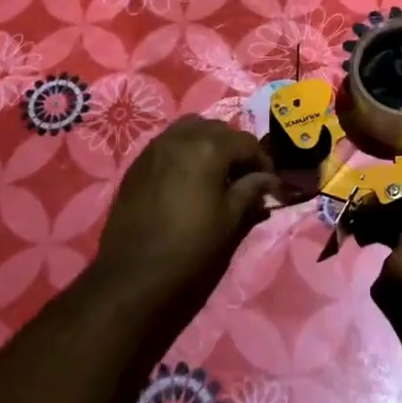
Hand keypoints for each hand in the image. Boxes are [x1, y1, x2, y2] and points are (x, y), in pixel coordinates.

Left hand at [91, 117, 278, 311]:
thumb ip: (250, 190)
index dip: (262, 160)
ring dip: (207, 142)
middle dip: (234, 147)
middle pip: (217, 129)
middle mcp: (181, 137)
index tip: (267, 182)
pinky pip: (168, 141)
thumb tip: (269, 179)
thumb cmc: (189, 247)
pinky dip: (184, 149)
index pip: (246, 141)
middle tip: (242, 175)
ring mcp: (156, 146)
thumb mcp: (229, 220)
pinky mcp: (138, 161)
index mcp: (208, 148)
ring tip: (214, 171)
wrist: (132, 274)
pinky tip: (187, 176)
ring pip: (190, 128)